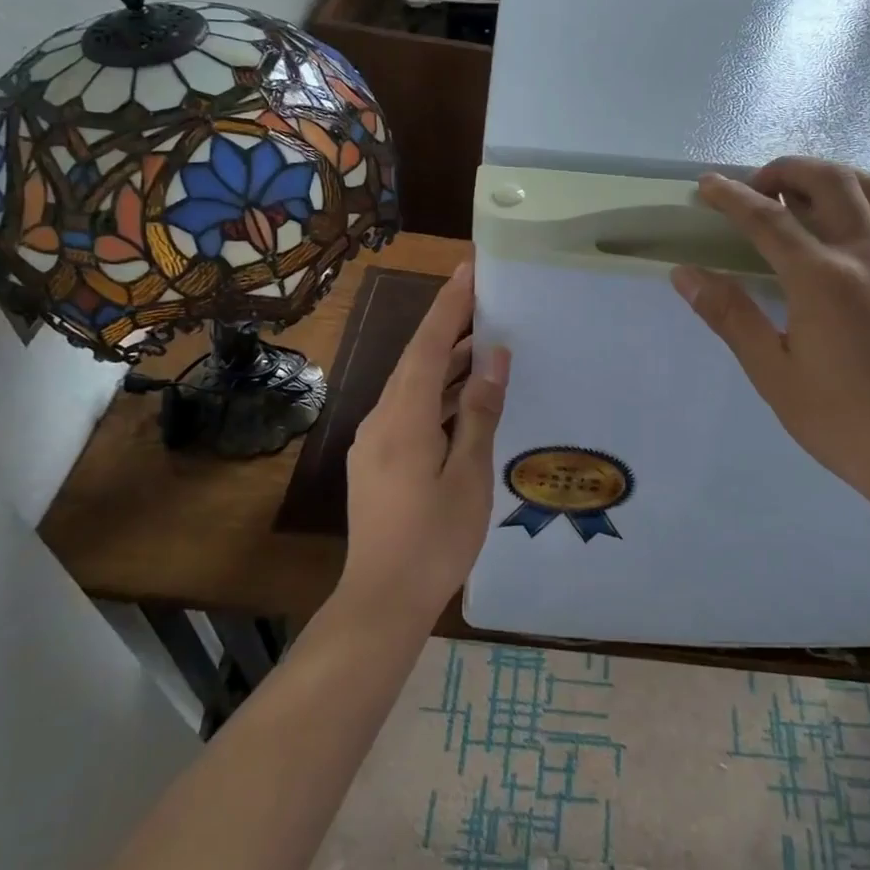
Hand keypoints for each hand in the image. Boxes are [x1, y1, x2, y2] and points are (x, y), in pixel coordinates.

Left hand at [341, 262, 510, 624]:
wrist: (383, 599)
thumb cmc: (435, 540)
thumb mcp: (469, 475)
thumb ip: (479, 412)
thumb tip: (493, 359)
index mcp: (404, 419)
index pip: (427, 346)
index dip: (449, 305)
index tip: (469, 269)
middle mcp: (381, 420)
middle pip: (417, 360)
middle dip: (449, 326)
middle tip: (486, 300)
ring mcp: (376, 442)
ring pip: (413, 386)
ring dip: (446, 363)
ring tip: (484, 343)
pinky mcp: (379, 461)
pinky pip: (410, 410)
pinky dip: (438, 395)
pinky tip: (464, 399)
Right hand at [670, 157, 869, 513]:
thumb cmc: (841, 419)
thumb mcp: (773, 372)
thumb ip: (730, 315)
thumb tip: (685, 274)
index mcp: (823, 279)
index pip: (768, 218)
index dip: (731, 197)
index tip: (708, 185)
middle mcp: (868, 253)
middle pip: (827, 180)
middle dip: (785, 170)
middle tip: (756, 187)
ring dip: (830, 175)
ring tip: (801, 194)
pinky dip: (865, 198)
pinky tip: (848, 223)